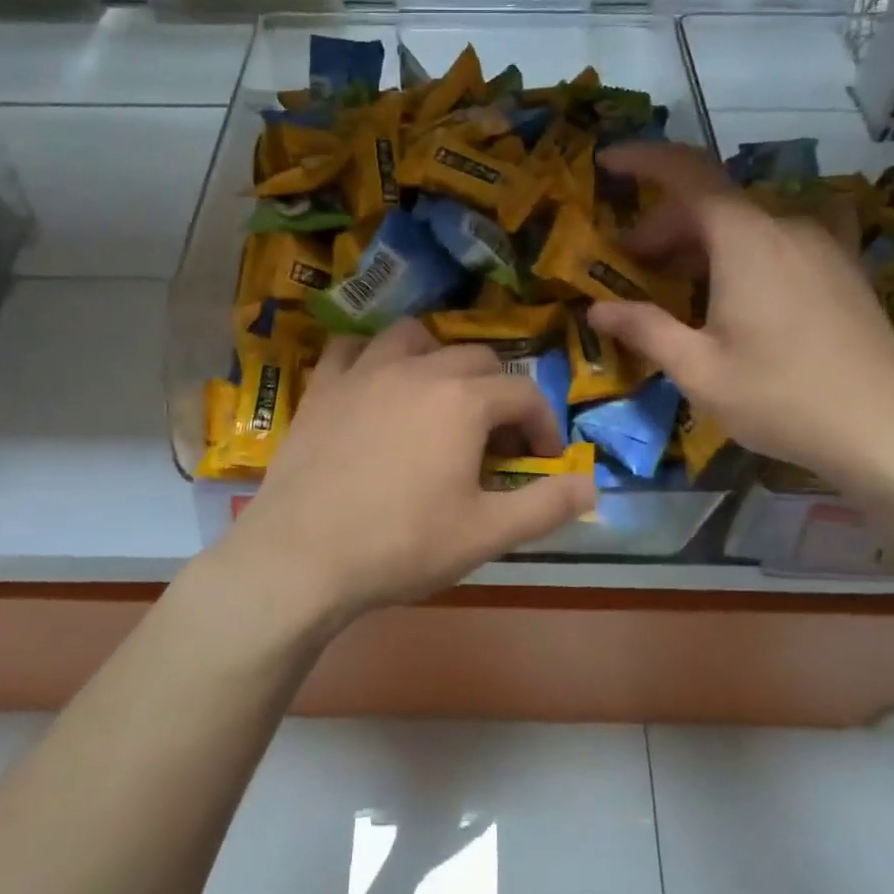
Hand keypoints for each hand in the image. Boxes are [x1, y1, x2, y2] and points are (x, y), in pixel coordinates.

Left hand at [222, 320, 594, 623]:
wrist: (302, 557)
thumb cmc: (401, 546)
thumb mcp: (487, 534)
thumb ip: (547, 505)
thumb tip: (592, 484)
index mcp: (463, 400)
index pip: (524, 394)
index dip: (543, 425)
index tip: (543, 459)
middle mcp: (417, 369)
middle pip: (476, 358)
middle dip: (498, 393)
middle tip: (495, 440)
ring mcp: (364, 372)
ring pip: (413, 337)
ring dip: (438, 358)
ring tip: (438, 399)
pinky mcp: (322, 386)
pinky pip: (351, 350)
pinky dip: (371, 359)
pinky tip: (374, 387)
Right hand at [588, 142, 893, 487]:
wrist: (887, 430)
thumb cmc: (781, 397)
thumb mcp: (699, 370)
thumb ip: (645, 329)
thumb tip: (597, 310)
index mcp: (746, 239)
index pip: (687, 173)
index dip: (643, 159)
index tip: (608, 161)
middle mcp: (785, 226)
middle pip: (712, 204)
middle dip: (662, 227)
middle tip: (629, 265)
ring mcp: (821, 244)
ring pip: (745, 224)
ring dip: (701, 243)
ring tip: (676, 284)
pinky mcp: (842, 268)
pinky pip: (779, 241)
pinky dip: (742, 251)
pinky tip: (737, 286)